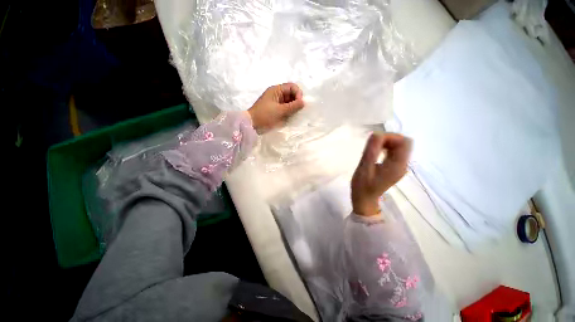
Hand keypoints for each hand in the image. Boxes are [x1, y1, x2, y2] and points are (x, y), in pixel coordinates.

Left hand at [247, 83, 304, 133]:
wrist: (252, 125)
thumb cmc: (265, 116)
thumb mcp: (280, 111)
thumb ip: (293, 106)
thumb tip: (304, 102)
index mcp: (276, 90)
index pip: (292, 87)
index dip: (298, 93)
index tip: (300, 104)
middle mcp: (276, 94)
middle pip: (291, 94)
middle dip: (296, 101)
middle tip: (298, 111)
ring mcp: (276, 103)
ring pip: (289, 102)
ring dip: (293, 108)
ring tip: (295, 115)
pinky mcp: (275, 110)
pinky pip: (285, 108)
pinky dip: (289, 112)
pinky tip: (291, 117)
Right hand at [351, 133, 411, 215]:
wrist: (364, 199)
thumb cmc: (362, 186)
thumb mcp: (364, 168)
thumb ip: (371, 151)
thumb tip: (376, 133)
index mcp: (397, 165)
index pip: (404, 142)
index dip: (390, 137)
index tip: (374, 140)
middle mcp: (402, 164)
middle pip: (404, 143)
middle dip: (388, 139)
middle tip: (372, 144)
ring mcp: (399, 166)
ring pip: (399, 146)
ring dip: (387, 143)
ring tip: (372, 148)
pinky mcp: (394, 167)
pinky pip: (394, 152)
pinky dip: (386, 148)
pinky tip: (376, 152)